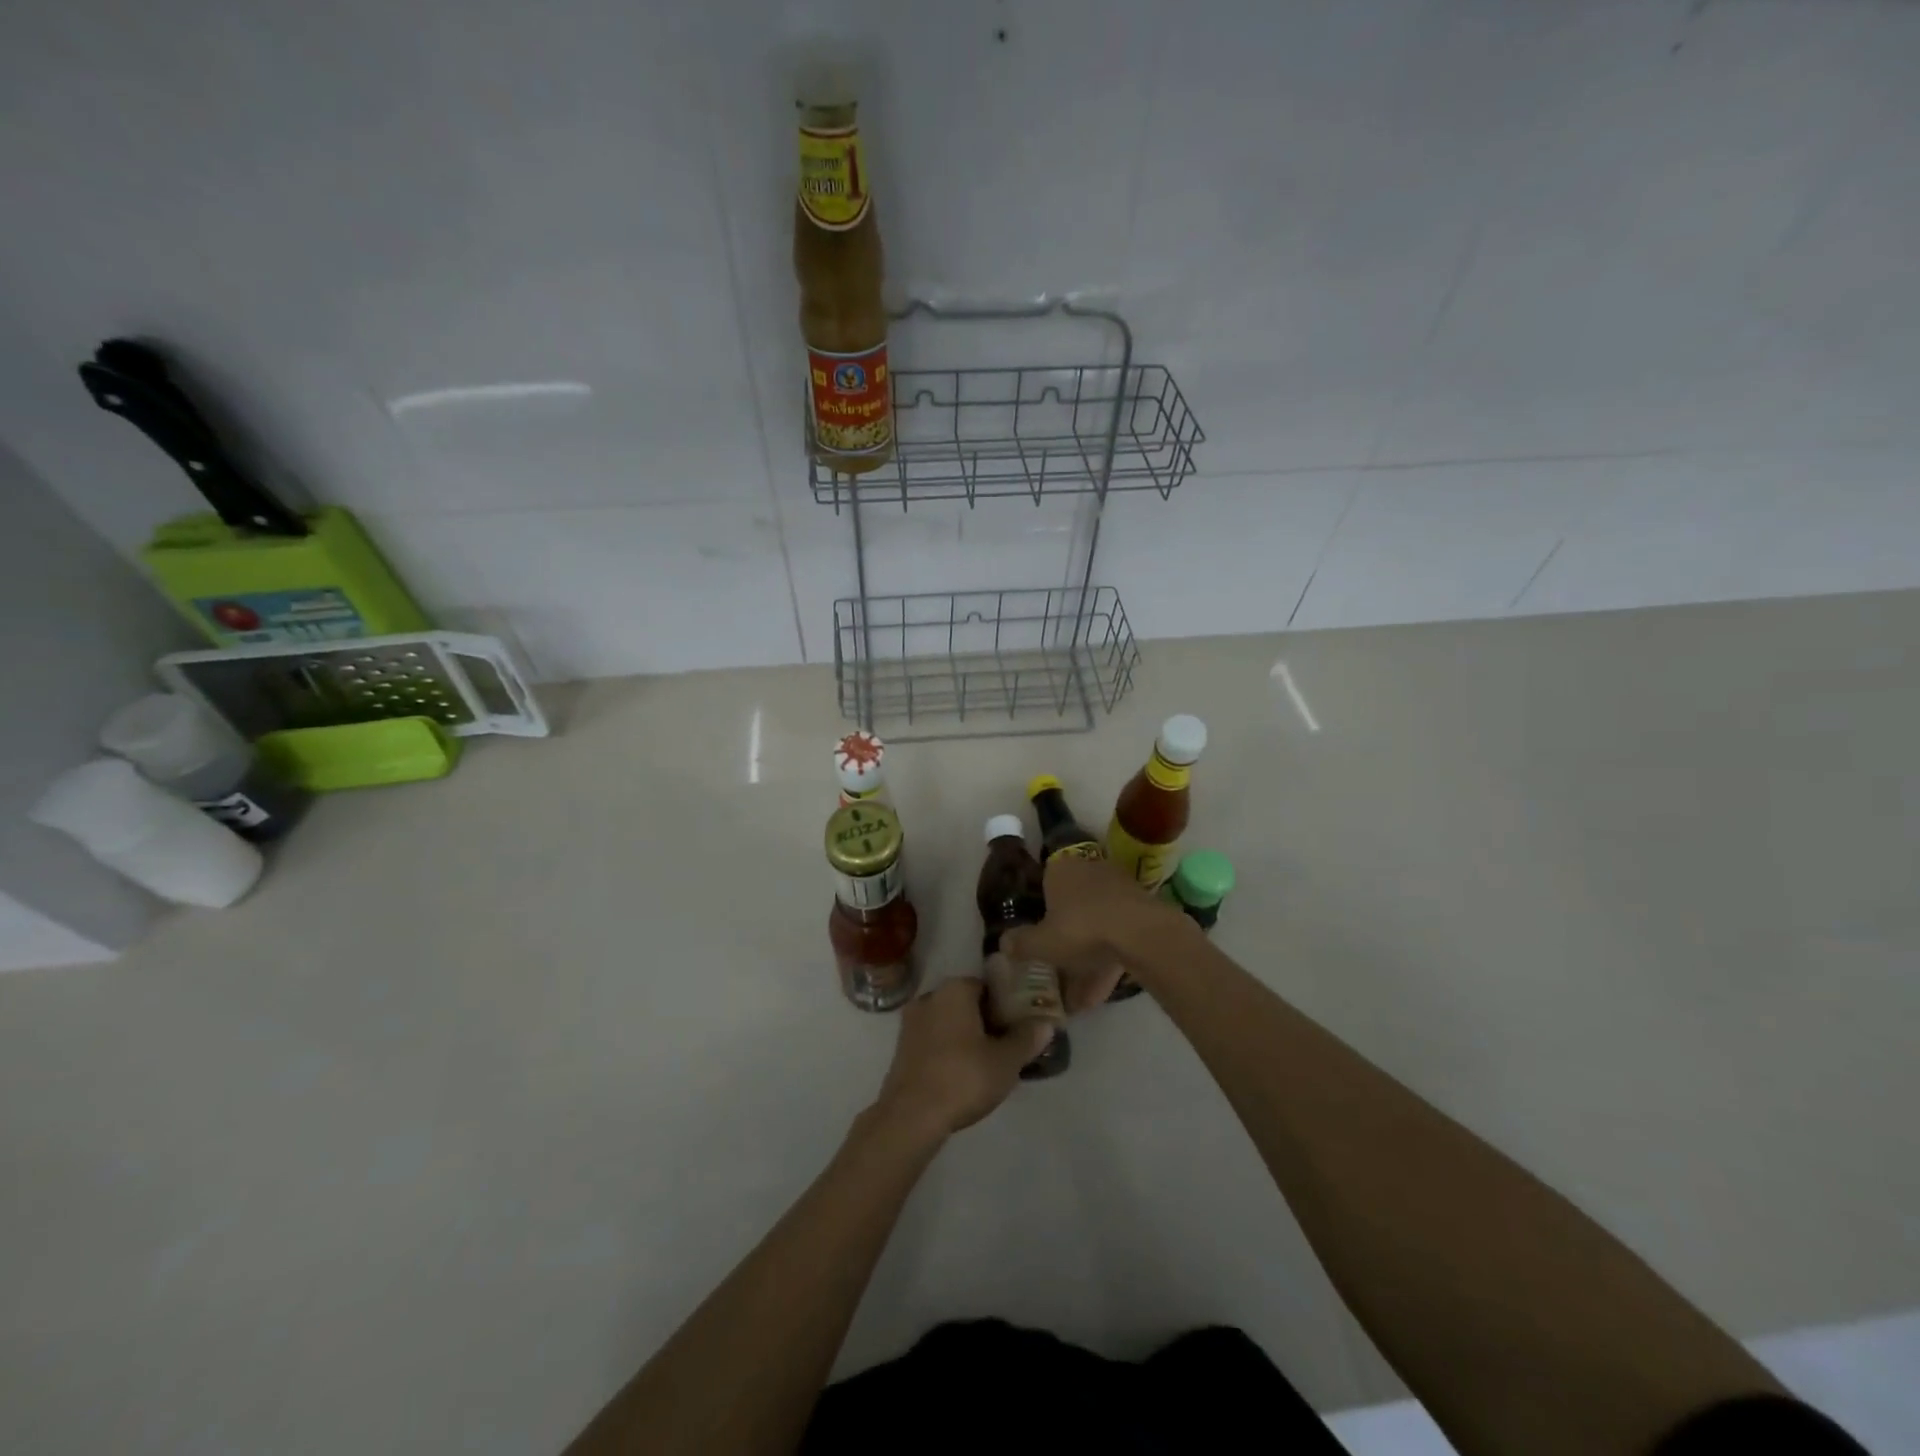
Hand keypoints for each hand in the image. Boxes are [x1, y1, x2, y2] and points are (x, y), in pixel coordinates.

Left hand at [871, 978, 1051, 1139]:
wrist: (912, 1115)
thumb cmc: (963, 1077)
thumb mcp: (1006, 1061)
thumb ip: (1027, 1039)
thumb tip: (1046, 1024)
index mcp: (955, 990)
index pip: (987, 987)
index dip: (1006, 1005)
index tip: (1018, 1026)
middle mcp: (930, 996)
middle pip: (966, 1003)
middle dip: (986, 1021)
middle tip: (1006, 1046)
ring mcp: (911, 1022)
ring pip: (948, 1022)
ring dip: (966, 1036)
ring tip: (987, 1063)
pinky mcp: (901, 1047)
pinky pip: (933, 1040)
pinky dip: (948, 1050)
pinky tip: (962, 1074)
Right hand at [1003, 854, 1183, 987]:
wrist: (1142, 933)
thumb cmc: (1082, 929)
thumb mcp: (1042, 943)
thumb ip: (1021, 944)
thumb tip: (1003, 943)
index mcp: (1061, 868)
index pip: (1045, 882)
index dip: (1041, 908)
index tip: (1039, 933)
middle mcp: (1089, 869)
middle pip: (1071, 902)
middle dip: (1066, 933)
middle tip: (1058, 963)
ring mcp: (1119, 886)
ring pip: (1096, 921)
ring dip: (1088, 952)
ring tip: (1081, 992)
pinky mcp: (1142, 906)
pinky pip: (1118, 933)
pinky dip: (1109, 957)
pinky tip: (1102, 989)